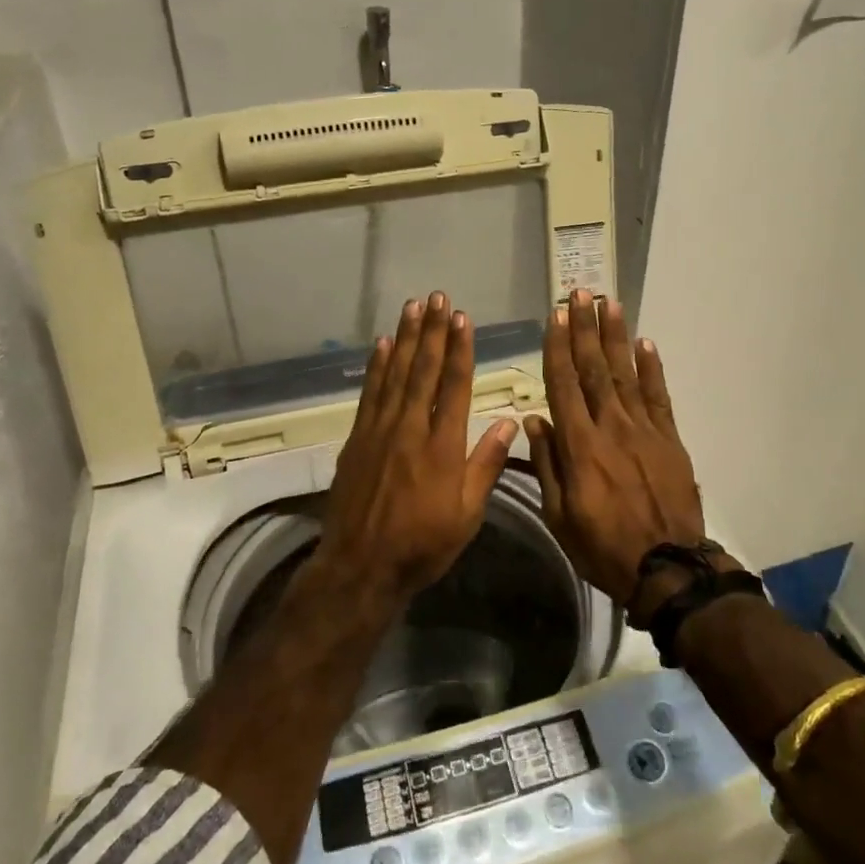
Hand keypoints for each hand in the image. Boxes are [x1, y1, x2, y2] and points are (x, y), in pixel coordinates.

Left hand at [321, 291, 518, 602]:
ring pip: (395, 374)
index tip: (462, 319)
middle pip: (423, 371)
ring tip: (412, 307)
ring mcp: (379, 431)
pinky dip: (377, 366)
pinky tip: (382, 344)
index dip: (459, 350)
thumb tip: (507, 422)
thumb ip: (485, 466)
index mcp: (443, 448)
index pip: (454, 387)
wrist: (361, 566)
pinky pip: (370, 393)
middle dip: (432, 331)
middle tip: (437, 297)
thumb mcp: (467, 515)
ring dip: (406, 338)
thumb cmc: (422, 545)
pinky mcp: (357, 439)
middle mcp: (410, 429)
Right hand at [524, 291, 706, 607]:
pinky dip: (651, 368)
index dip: (558, 347)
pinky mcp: (670, 439)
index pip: (564, 384)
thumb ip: (547, 464)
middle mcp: (611, 426)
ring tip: (609, 304)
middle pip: (595, 369)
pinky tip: (644, 344)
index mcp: (580, 445)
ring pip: (626, 374)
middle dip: (586, 329)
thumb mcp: (559, 515)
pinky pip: (658, 396)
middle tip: (580, 294)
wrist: (667, 568)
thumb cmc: (602, 545)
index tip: (555, 317)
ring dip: (616, 337)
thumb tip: (535, 420)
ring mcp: (644, 430)